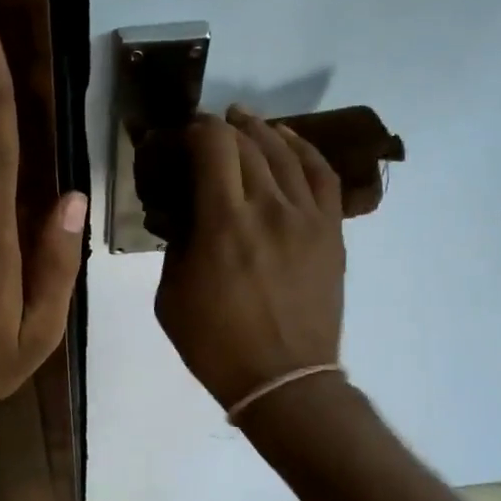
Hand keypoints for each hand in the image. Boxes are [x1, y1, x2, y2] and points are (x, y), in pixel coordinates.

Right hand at [154, 109, 344, 410]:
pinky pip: (322, 175)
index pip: (213, 146)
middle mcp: (269, 207)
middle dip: (223, 129)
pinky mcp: (331, 230)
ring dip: (261, 131)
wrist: (283, 379)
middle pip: (248, 143)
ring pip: (286, 151)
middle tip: (206, 133)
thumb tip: (185, 214)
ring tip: (245, 122)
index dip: (197, 130)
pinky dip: (304, 150)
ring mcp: (307, 217)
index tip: (184, 136)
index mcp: (223, 223)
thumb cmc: (216, 344)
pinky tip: (288, 141)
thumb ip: (176, 245)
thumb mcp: (170, 295)